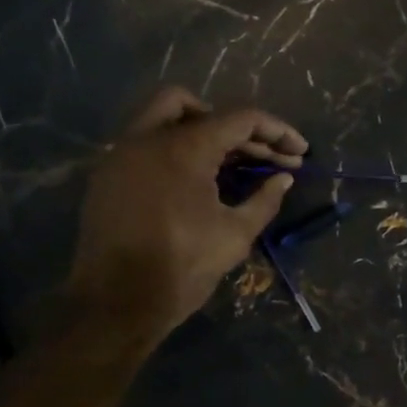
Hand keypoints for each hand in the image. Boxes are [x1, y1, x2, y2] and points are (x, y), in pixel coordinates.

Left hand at [66, 87, 305, 342]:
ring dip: (200, 133)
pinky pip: (144, 145)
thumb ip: (265, 199)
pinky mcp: (107, 176)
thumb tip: (284, 177)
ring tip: (230, 165)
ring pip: (162, 118)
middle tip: (263, 157)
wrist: (117, 302)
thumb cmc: (183, 267)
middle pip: (195, 105)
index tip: (300, 152)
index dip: (277, 131)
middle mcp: (147, 138)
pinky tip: (194, 182)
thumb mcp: (235, 235)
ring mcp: (120, 155)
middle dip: (236, 126)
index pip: (240, 119)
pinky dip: (174, 151)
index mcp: (184, 148)